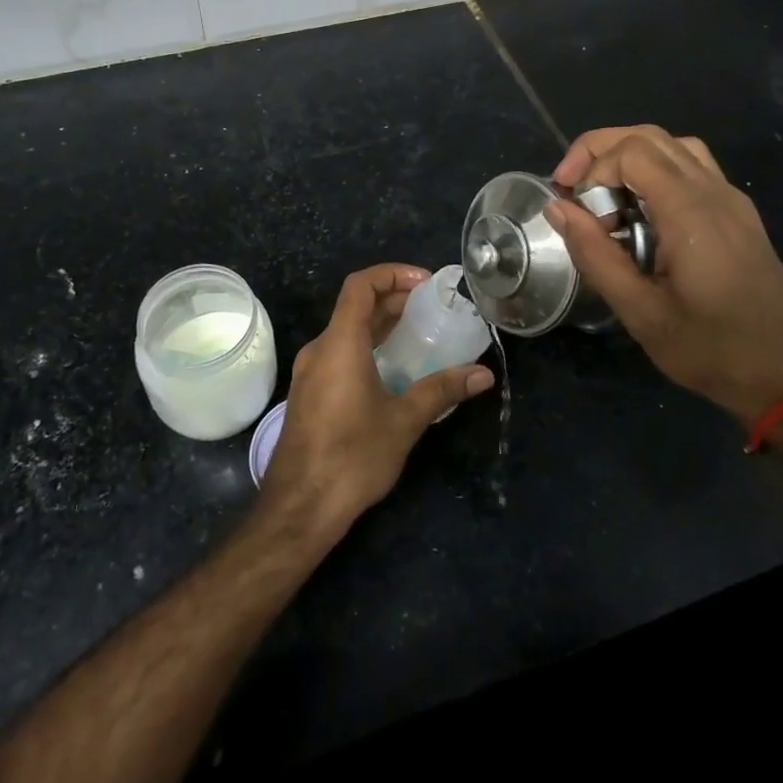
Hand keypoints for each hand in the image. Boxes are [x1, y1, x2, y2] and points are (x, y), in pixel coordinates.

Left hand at [259, 264, 494, 537]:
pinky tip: (394, 369)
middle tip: (432, 307)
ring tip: (420, 333)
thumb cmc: (351, 457)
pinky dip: (368, 347)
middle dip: (394, 299)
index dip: (392, 273)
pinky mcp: (310, 395)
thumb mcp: (403, 421)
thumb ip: (442, 391)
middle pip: (355, 306)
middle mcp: (320, 350)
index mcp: (339, 344)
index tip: (426, 283)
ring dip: (381, 325)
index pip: (360, 285)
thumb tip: (483, 374)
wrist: (299, 509)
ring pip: (347, 331)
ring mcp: (311, 373)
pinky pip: (340, 354)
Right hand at [545, 126, 782, 426]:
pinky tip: (640, 211)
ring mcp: (730, 199)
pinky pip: (692, 167)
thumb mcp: (641, 313)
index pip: (633, 152)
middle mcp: (714, 192)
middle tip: (572, 188)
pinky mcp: (737, 213)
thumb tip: (557, 209)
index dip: (593, 168)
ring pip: (674, 146)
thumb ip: (595, 255)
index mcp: (691, 213)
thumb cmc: (712, 349)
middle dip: (601, 152)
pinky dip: (655, 171)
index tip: (573, 208)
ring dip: (629, 158)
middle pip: (650, 136)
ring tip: (603, 196)